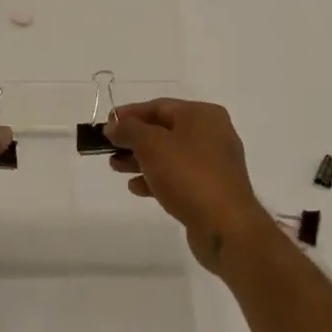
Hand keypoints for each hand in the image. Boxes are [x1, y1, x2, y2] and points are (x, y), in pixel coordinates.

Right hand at [104, 99, 271, 273]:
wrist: (225, 225)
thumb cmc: (188, 175)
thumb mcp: (151, 145)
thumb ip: (129, 130)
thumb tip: (114, 125)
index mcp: (202, 115)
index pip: (159, 106)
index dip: (129, 114)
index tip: (106, 124)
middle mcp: (212, 134)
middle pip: (164, 130)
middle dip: (134, 139)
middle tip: (109, 148)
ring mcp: (214, 163)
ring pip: (170, 155)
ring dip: (141, 159)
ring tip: (116, 168)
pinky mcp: (212, 189)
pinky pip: (179, 176)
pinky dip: (157, 178)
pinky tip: (136, 188)